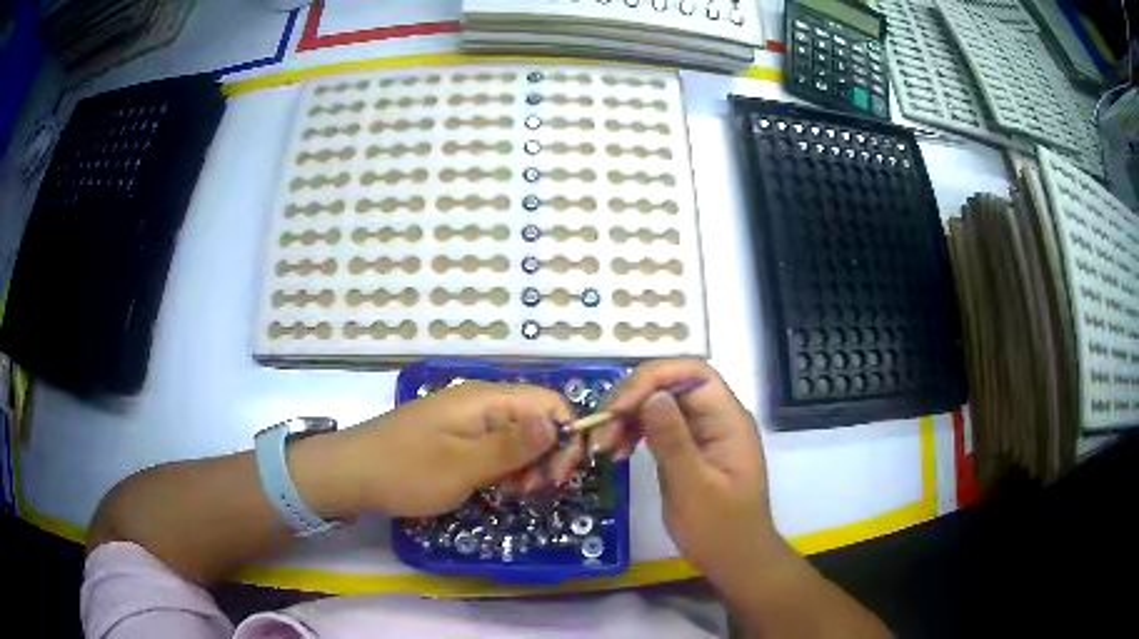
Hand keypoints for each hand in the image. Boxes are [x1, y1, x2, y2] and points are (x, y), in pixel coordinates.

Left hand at [336, 381, 577, 517]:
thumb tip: (558, 423)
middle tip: (533, 492)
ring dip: (524, 467)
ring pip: (516, 438)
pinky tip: (493, 489)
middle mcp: (479, 403)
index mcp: (485, 400)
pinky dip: (501, 469)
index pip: (548, 402)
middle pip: (535, 420)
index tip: (560, 476)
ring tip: (511, 494)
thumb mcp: (463, 465)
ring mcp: (465, 421)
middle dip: (545, 456)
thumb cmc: (406, 471)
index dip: (565, 435)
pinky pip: (492, 449)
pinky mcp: (454, 439)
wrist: (349, 475)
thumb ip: (513, 446)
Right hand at [593, 359, 789, 582]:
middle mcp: (716, 417)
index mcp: (727, 419)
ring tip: (602, 446)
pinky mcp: (687, 448)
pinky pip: (656, 427)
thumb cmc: (720, 528)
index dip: (654, 377)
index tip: (620, 406)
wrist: (735, 559)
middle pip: (671, 385)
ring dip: (627, 418)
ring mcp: (701, 432)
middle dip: (632, 400)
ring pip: (658, 404)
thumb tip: (651, 396)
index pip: (693, 372)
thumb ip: (673, 441)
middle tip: (601, 430)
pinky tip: (615, 452)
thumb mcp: (694, 488)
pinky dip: (632, 434)